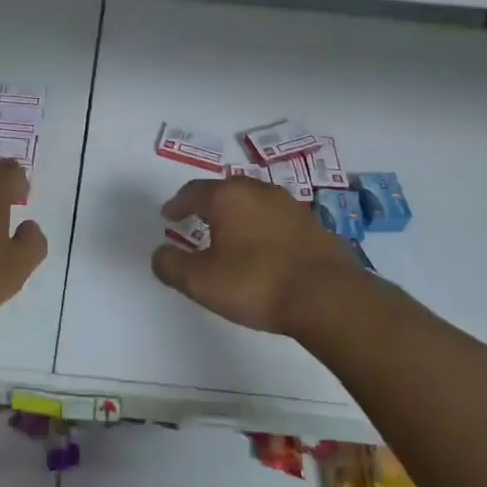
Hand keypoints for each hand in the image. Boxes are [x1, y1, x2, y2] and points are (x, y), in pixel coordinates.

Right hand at [151, 178, 363, 337]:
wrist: (327, 296)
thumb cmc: (256, 283)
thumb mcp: (201, 282)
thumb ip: (172, 266)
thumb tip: (159, 254)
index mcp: (227, 197)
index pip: (193, 191)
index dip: (177, 204)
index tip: (169, 216)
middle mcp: (258, 190)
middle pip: (225, 190)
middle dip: (208, 204)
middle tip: (197, 219)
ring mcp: (290, 205)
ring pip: (254, 201)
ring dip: (238, 214)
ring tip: (230, 234)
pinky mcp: (312, 224)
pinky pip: (276, 219)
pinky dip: (262, 227)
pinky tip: (263, 249)